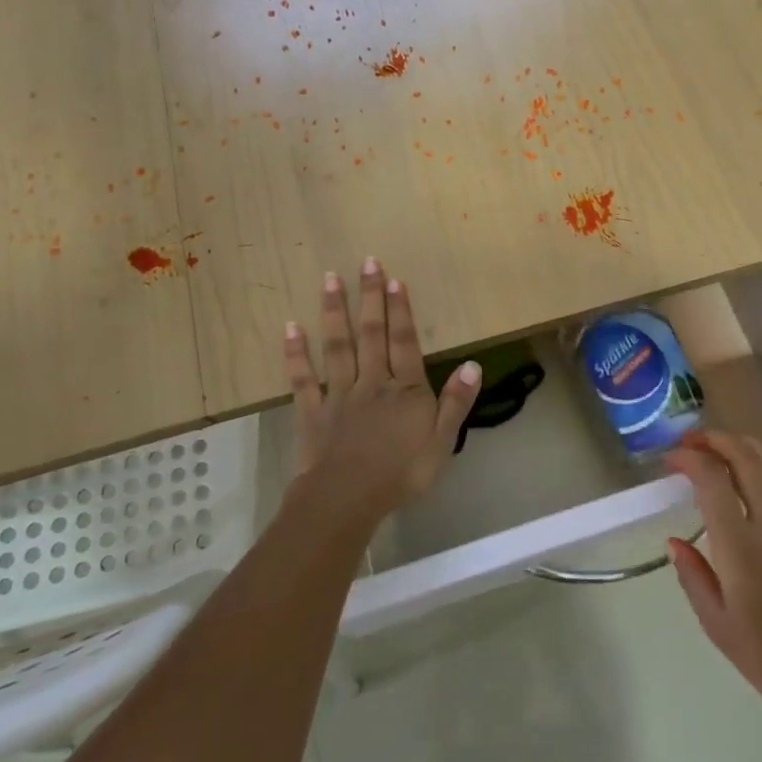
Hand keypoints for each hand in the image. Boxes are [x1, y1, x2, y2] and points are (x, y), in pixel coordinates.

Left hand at [283, 257, 481, 522]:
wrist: (347, 500)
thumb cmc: (402, 474)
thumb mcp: (442, 442)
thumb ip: (456, 402)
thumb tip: (472, 364)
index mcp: (406, 390)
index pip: (404, 342)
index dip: (401, 310)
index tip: (395, 279)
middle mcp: (373, 382)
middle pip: (372, 333)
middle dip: (370, 297)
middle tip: (366, 262)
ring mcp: (339, 395)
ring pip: (338, 346)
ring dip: (334, 311)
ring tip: (329, 279)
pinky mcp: (312, 412)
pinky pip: (303, 379)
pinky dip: (296, 353)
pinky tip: (290, 328)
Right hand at [667, 431, 761, 735]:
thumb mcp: (714, 622)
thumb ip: (691, 574)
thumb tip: (673, 539)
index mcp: (742, 550)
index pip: (713, 481)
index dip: (689, 459)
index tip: (670, 460)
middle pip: (746, 457)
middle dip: (715, 440)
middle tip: (690, 443)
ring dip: (743, 445)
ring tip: (718, 448)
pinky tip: (757, 469)